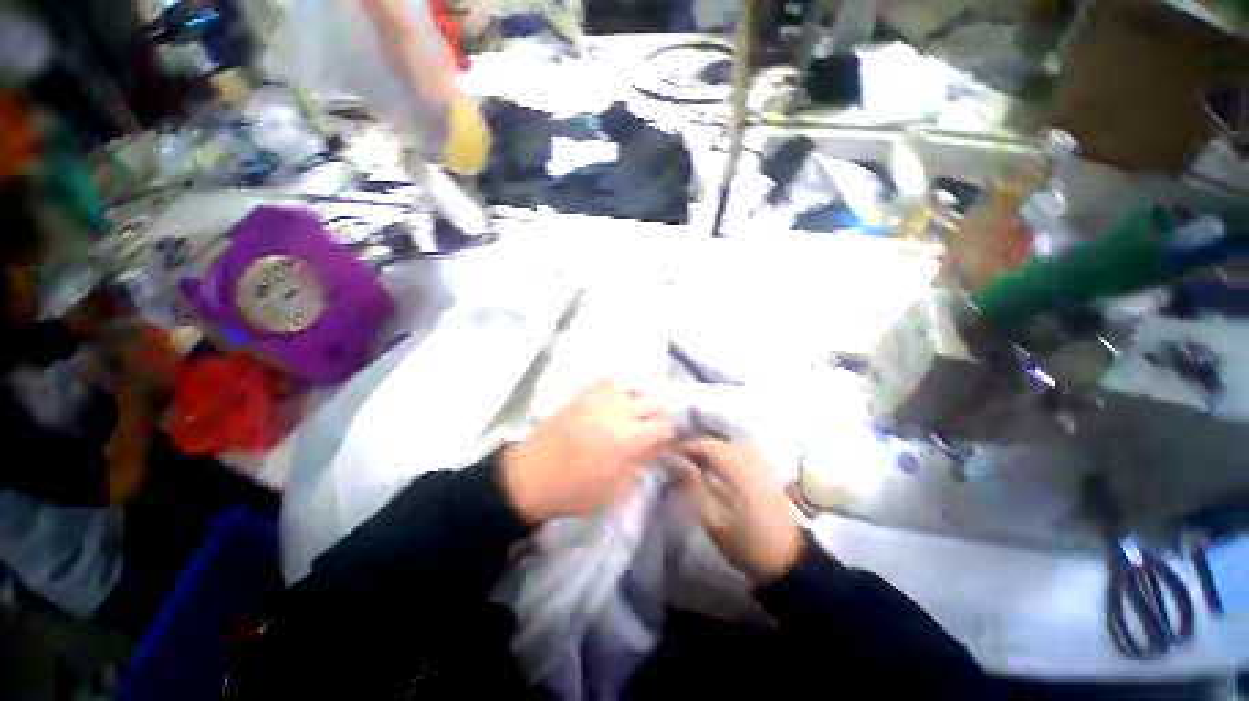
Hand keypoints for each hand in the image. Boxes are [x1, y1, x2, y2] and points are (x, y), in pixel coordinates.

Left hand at [500, 380, 674, 523]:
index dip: (670, 433)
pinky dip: (616, 391)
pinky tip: (612, 404)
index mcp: (628, 438)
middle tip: (652, 430)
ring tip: (633, 416)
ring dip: (639, 402)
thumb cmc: (575, 490)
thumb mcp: (615, 488)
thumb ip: (641, 463)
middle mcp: (618, 411)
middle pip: (652, 402)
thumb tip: (657, 447)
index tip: (668, 442)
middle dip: (658, 416)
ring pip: (633, 389)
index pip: (663, 425)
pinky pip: (607, 382)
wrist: (532, 476)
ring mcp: (598, 399)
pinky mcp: (582, 395)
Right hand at [668, 439, 802, 583]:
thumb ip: (692, 483)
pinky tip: (718, 471)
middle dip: (698, 449)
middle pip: (719, 443)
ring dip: (711, 453)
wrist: (787, 560)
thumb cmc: (745, 542)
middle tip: (681, 463)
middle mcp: (751, 458)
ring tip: (696, 467)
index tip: (669, 458)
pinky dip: (726, 457)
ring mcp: (762, 463)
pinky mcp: (767, 471)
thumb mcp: (712, 517)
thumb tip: (672, 459)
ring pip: (730, 446)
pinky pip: (741, 453)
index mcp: (738, 468)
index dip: (686, 447)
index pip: (707, 444)